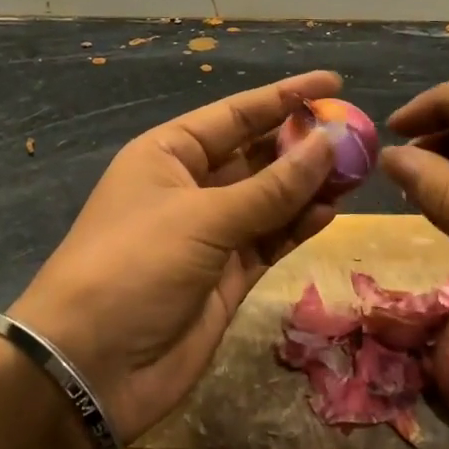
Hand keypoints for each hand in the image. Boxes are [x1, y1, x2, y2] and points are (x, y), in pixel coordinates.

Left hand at [9, 72, 340, 442]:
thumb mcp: (202, 217)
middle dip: (302, 144)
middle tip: (357, 133)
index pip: (234, 115)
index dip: (284, 97)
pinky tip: (330, 212)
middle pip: (256, 155)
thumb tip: (329, 142)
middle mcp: (189, 188)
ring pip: (269, 200)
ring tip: (357, 171)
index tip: (334, 82)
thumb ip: (272, 187)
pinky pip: (269, 240)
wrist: (90, 366)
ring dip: (308, 186)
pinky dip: (298, 226)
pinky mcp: (225, 277)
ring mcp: (208, 235)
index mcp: (167, 155)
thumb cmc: (135, 266)